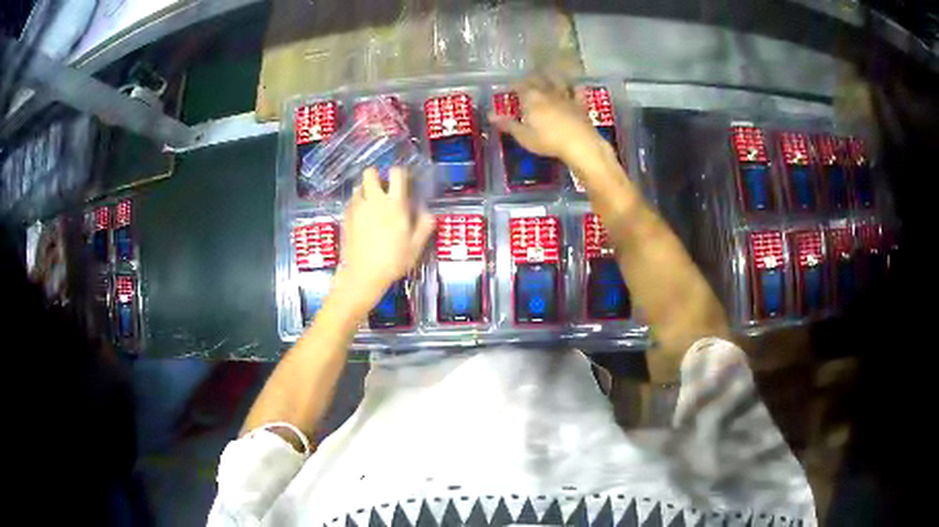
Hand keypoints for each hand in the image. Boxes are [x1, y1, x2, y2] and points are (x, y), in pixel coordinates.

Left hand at [334, 167, 434, 312]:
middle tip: (383, 189)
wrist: (362, 275)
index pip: (396, 173)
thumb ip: (424, 225)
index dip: (400, 173)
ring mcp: (357, 208)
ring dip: (366, 190)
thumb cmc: (393, 261)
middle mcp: (374, 200)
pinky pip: (351, 202)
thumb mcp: (416, 246)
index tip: (403, 182)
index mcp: (394, 204)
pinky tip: (362, 217)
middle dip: (377, 176)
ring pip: (359, 186)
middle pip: (370, 173)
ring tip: (372, 204)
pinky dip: (357, 204)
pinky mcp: (345, 217)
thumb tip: (427, 212)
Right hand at [488, 73, 603, 164]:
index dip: (513, 85)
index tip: (508, 87)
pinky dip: (575, 88)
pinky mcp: (580, 104)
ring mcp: (566, 97)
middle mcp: (548, 92)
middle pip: (537, 79)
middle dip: (531, 77)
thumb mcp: (523, 135)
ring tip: (548, 73)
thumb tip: (490, 115)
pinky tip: (575, 85)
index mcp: (531, 98)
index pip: (519, 86)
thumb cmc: (547, 140)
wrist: (579, 143)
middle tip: (526, 78)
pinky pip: (577, 92)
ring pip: (557, 81)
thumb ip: (508, 124)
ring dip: (552, 76)